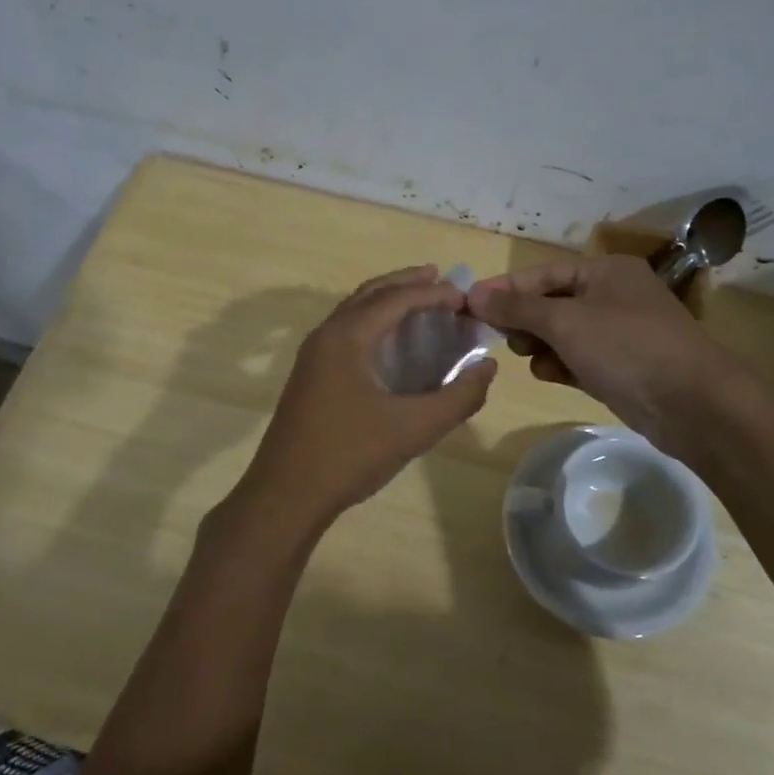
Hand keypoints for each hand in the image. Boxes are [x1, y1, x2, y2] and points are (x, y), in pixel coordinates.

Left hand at [233, 266, 496, 535]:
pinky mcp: (310, 376)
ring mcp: (313, 356)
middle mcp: (326, 335)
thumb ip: (459, 397)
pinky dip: (373, 324)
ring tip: (420, 303)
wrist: (286, 494)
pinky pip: (346, 332)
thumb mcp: (415, 427)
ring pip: (354, 312)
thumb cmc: (350, 455)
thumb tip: (487, 368)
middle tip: (440, 279)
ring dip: (387, 302)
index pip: (396, 299)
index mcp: (347, 336)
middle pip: (371, 293)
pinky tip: (392, 344)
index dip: (433, 294)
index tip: (465, 297)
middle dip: (406, 283)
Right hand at [467, 255, 749, 456]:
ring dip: (541, 345)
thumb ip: (518, 307)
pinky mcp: (621, 367)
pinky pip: (578, 359)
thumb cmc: (627, 347)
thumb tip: (475, 294)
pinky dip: (561, 364)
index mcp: (605, 271)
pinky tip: (551, 375)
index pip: (543, 273)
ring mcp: (619, 334)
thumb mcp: (566, 321)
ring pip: (562, 334)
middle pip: (551, 303)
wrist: (693, 404)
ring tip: (530, 358)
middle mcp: (613, 296)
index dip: (505, 288)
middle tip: (501, 338)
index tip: (468, 304)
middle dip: (524, 320)